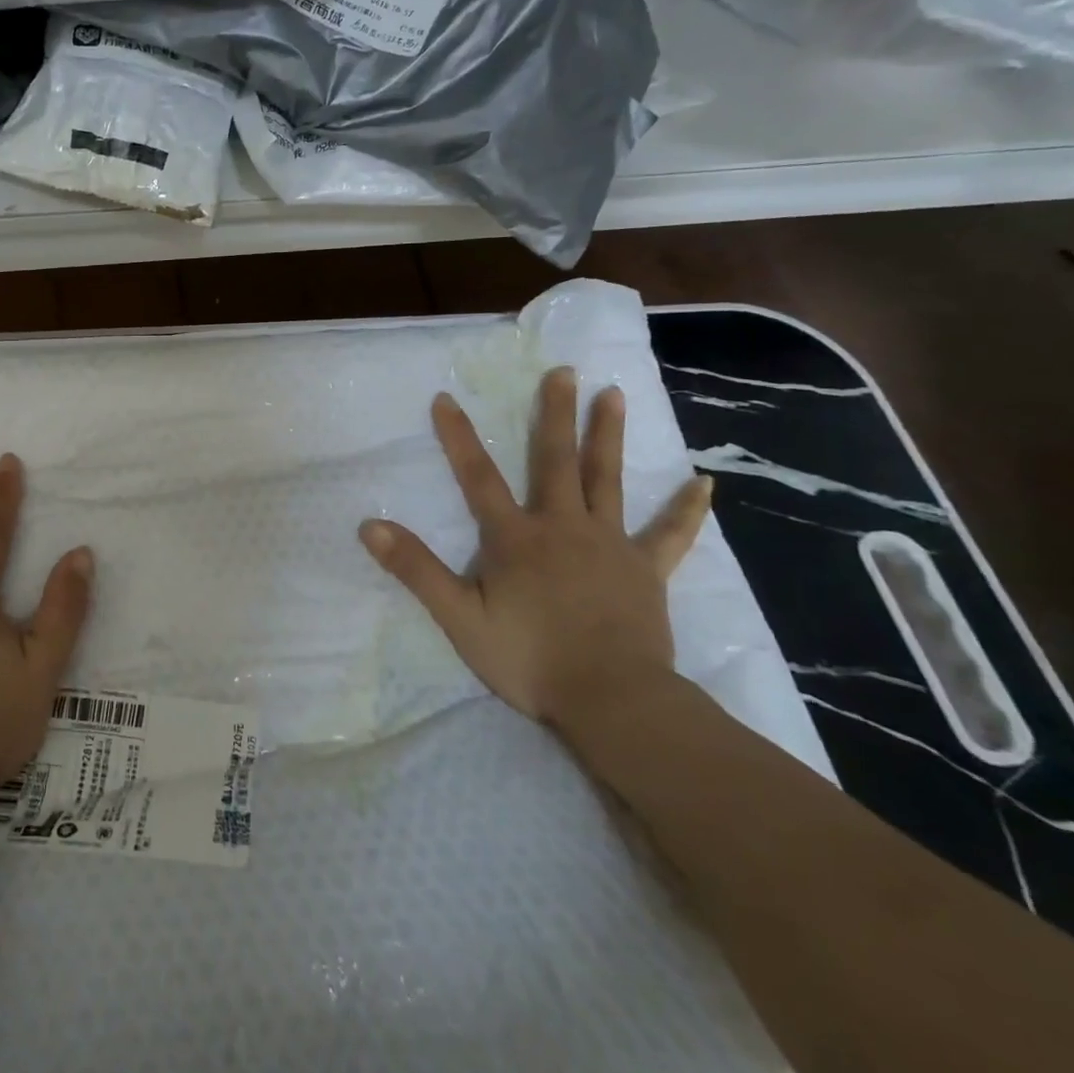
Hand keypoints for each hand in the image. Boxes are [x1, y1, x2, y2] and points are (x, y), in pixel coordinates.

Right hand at [358, 367, 712, 729]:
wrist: (612, 701)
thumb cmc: (529, 659)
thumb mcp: (458, 617)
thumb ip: (416, 569)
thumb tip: (370, 526)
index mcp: (515, 538)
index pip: (477, 477)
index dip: (458, 437)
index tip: (445, 398)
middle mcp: (562, 527)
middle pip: (555, 461)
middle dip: (555, 414)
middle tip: (564, 371)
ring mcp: (609, 545)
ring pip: (607, 480)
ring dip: (608, 436)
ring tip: (614, 394)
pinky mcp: (646, 570)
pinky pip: (671, 535)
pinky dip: (686, 510)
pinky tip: (703, 483)